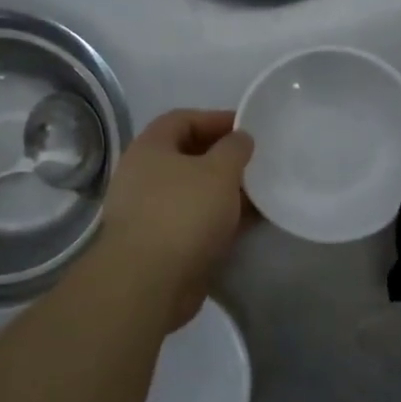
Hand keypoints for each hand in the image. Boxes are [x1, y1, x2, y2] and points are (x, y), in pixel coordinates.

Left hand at [97, 109, 251, 331]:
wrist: (150, 281)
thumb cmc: (183, 213)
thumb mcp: (219, 171)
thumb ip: (234, 148)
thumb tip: (240, 138)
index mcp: (150, 148)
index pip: (183, 119)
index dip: (216, 119)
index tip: (248, 128)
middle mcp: (143, 176)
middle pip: (187, 156)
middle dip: (222, 157)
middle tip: (255, 162)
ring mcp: (148, 212)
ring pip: (192, 191)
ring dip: (223, 191)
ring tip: (257, 193)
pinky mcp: (159, 244)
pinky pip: (193, 221)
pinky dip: (217, 218)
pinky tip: (245, 224)